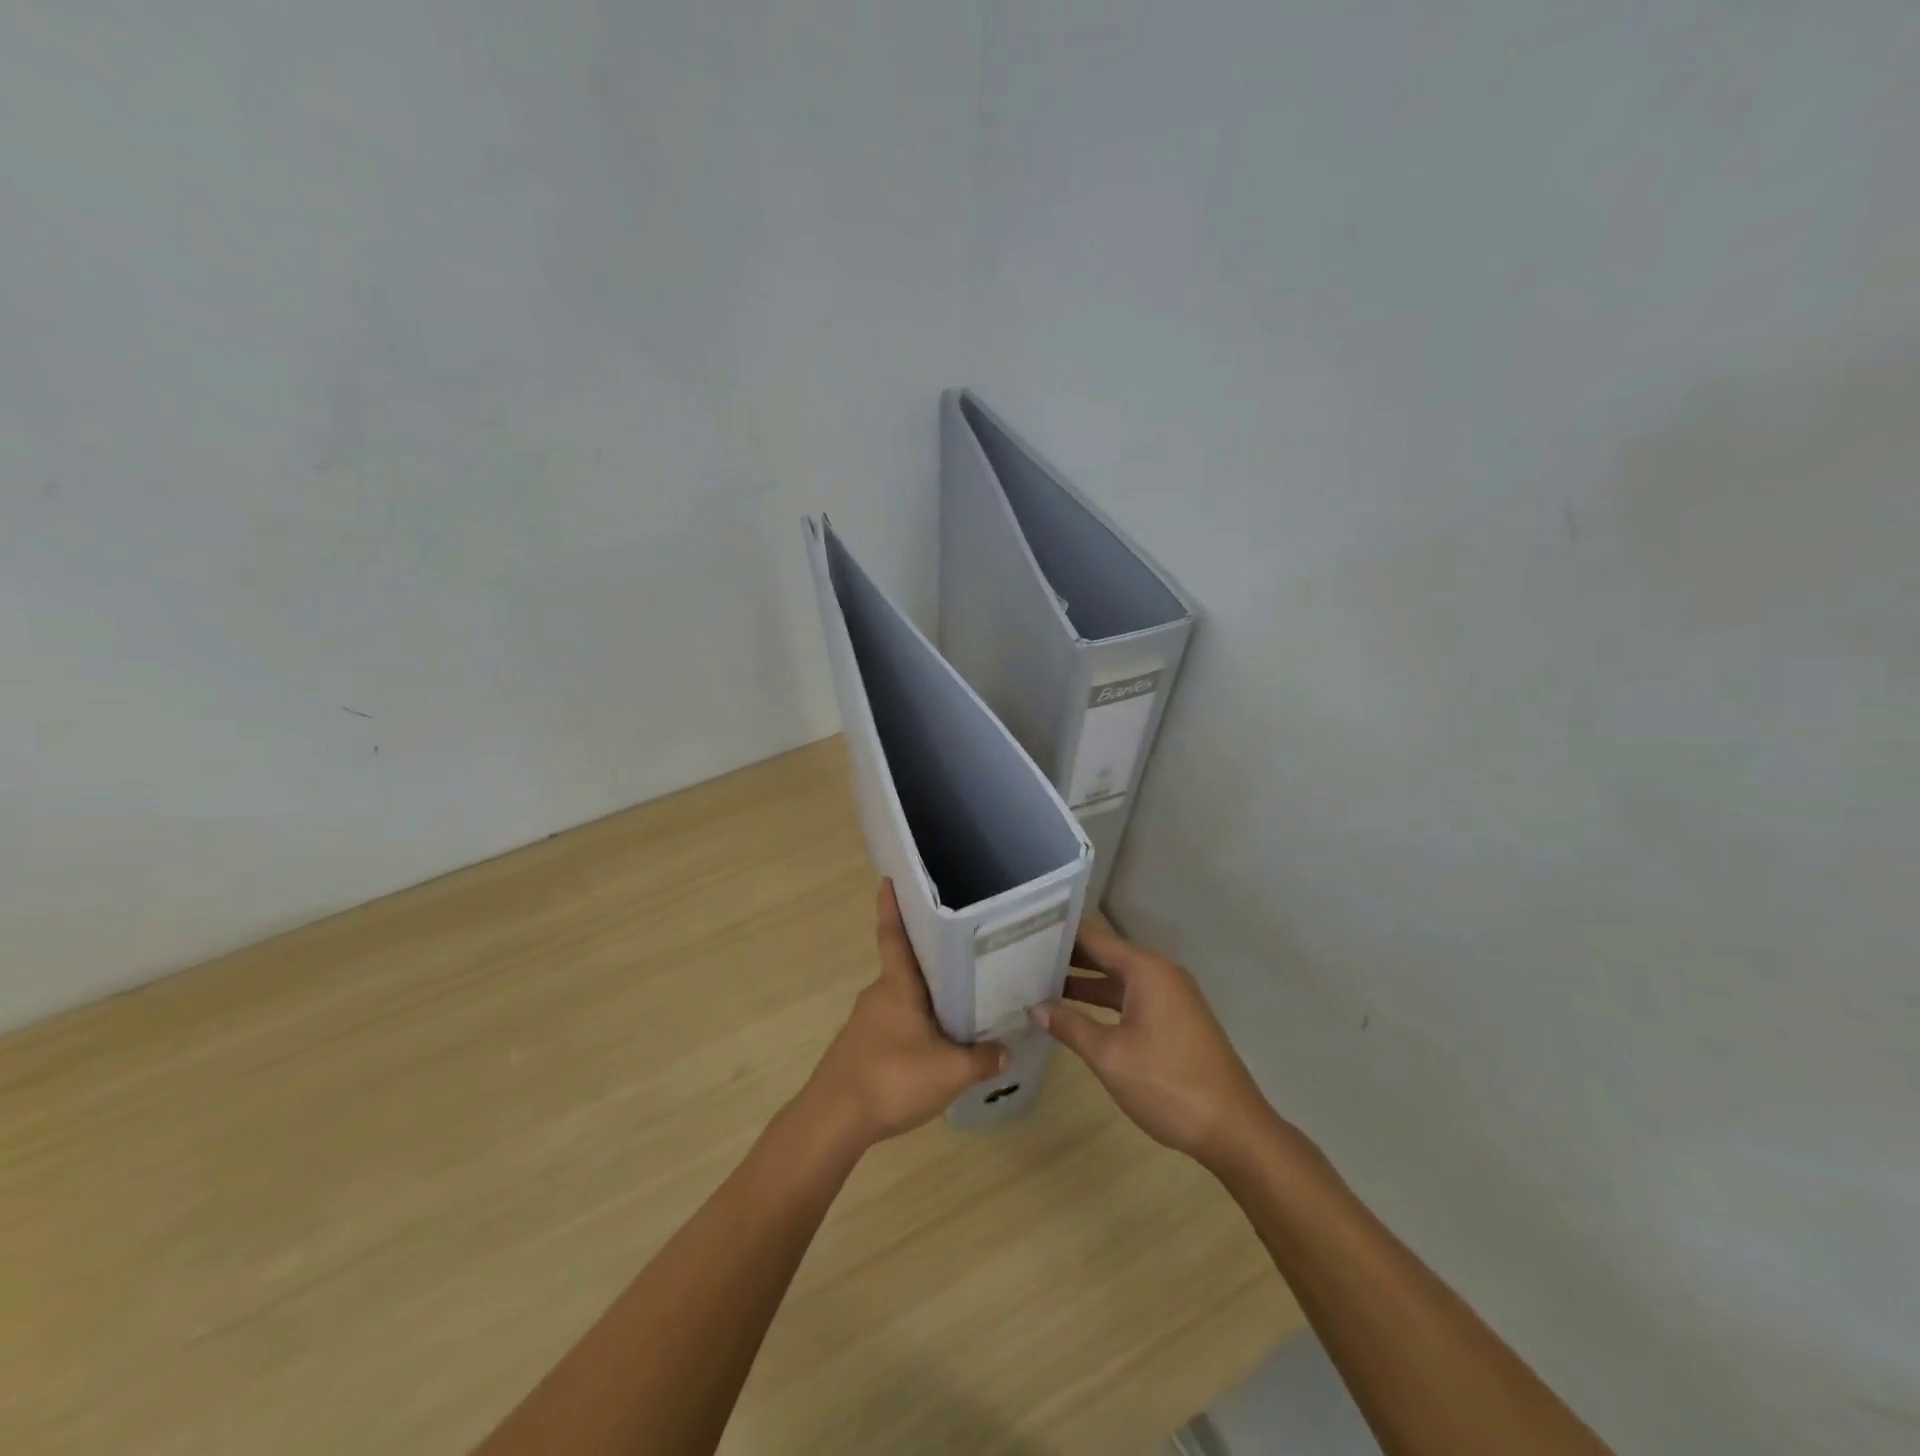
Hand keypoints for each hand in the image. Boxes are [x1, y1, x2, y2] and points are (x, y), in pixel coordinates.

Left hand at [799, 880, 1009, 1149]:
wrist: (833, 1120)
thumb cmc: (891, 1078)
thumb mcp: (949, 1072)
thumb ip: (982, 1060)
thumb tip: (1006, 1050)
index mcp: (897, 985)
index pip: (894, 934)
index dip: (892, 905)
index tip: (889, 878)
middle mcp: (879, 994)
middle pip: (905, 967)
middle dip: (929, 958)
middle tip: (962, 950)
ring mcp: (866, 1021)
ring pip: (902, 998)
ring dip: (924, 997)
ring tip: (959, 1002)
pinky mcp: (861, 1047)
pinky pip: (894, 1023)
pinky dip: (914, 1024)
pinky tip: (934, 1045)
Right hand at [1035, 920, 1277, 1168]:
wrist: (1233, 1129)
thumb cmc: (1167, 1083)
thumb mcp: (1109, 1056)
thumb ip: (1070, 1026)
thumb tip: (1036, 1008)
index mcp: (1146, 970)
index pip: (1095, 938)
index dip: (1061, 935)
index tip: (1025, 931)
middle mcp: (1161, 974)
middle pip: (1107, 955)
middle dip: (1069, 959)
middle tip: (1024, 958)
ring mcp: (1172, 997)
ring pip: (1119, 979)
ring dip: (1085, 983)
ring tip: (1041, 984)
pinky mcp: (1177, 1020)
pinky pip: (1133, 998)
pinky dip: (1106, 1002)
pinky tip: (1079, 1014)